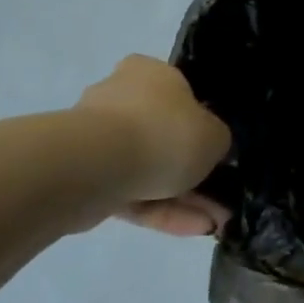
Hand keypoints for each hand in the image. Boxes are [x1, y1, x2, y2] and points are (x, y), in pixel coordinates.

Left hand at [74, 56, 231, 236]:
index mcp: (149, 74)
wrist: (96, 167)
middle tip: (220, 197)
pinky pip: (131, 194)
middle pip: (163, 135)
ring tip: (213, 223)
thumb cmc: (164, 133)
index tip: (215, 150)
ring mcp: (97, 140)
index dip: (199, 122)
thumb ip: (216, 140)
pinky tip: (193, 229)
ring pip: (148, 170)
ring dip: (182, 198)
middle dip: (191, 169)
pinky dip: (161, 211)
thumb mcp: (214, 135)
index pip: (178, 93)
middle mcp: (119, 98)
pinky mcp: (84, 179)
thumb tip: (208, 148)